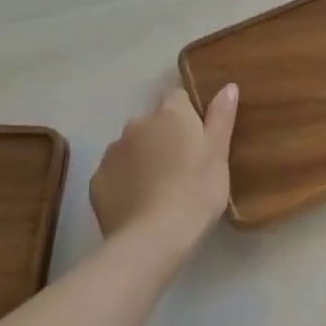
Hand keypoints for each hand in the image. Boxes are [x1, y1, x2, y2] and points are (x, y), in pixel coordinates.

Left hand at [90, 85, 237, 252]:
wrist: (152, 240)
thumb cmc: (196, 191)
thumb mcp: (219, 154)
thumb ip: (221, 116)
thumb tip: (228, 86)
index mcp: (170, 112)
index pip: (179, 98)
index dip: (188, 117)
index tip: (197, 141)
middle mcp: (137, 123)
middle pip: (153, 123)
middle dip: (163, 138)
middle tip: (181, 169)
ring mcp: (113, 151)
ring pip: (131, 147)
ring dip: (142, 159)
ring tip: (158, 190)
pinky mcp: (97, 180)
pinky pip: (114, 173)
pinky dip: (124, 182)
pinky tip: (137, 205)